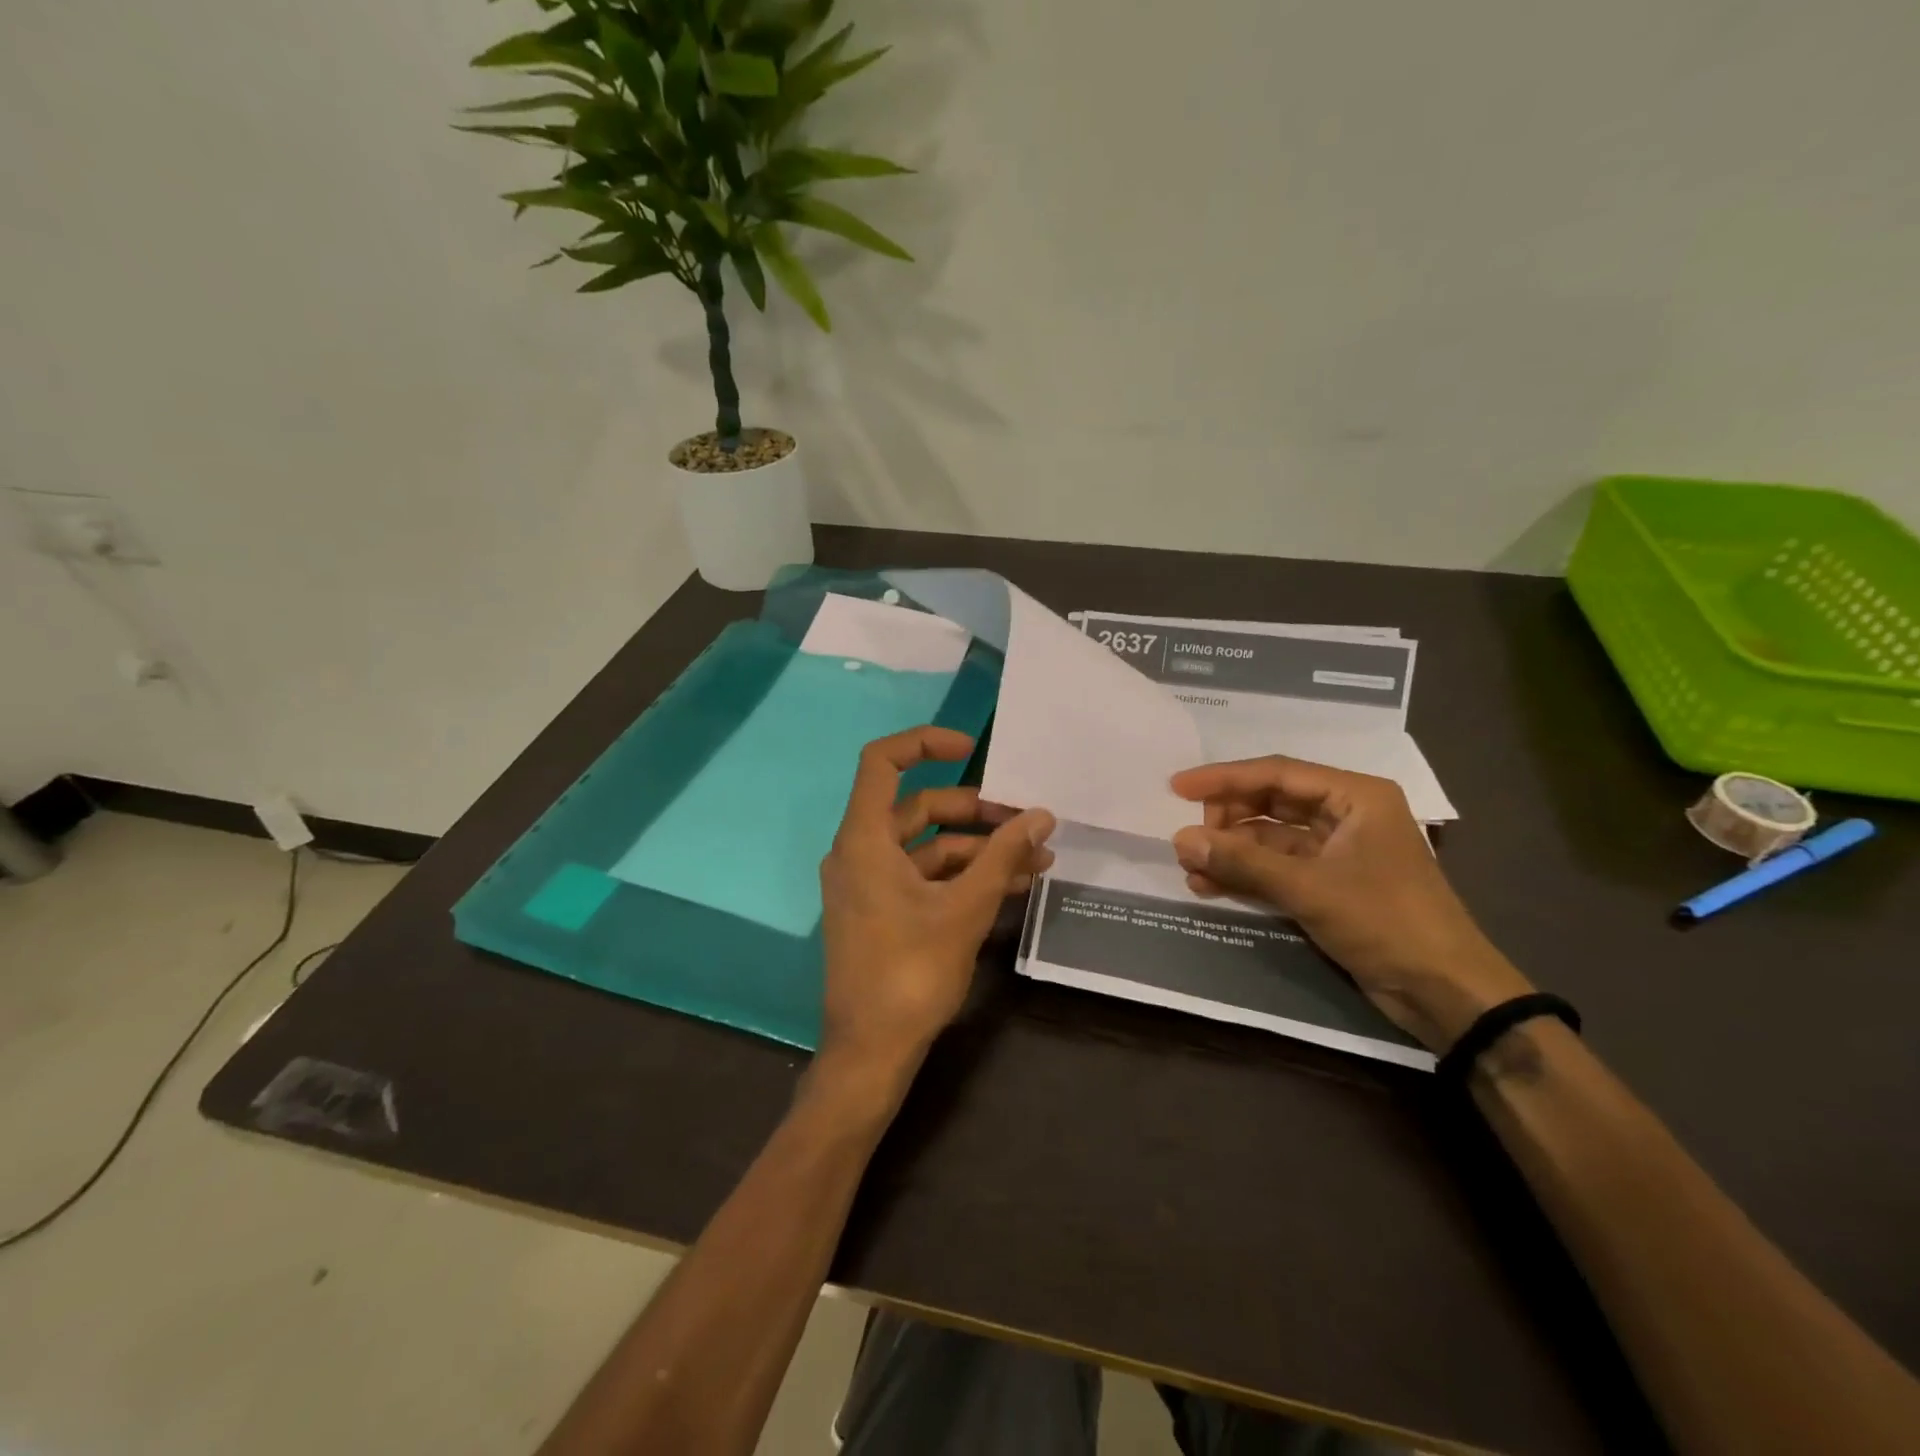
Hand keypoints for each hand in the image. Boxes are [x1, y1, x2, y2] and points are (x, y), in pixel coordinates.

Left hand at [818, 727, 1055, 1088]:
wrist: (871, 1053)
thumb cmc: (911, 973)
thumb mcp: (966, 908)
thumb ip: (1003, 855)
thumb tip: (1041, 814)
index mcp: (864, 839)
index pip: (882, 762)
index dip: (925, 743)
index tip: (971, 747)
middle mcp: (860, 851)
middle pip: (918, 806)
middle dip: (977, 811)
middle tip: (1027, 822)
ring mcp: (869, 882)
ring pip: (928, 844)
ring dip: (980, 848)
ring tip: (1037, 860)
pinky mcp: (882, 909)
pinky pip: (924, 875)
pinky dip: (964, 875)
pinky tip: (1012, 885)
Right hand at [1170, 756, 1531, 1050]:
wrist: (1446, 992)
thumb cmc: (1386, 922)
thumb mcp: (1309, 887)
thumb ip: (1242, 861)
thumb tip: (1180, 839)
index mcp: (1355, 796)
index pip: (1277, 773)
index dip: (1223, 778)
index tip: (1177, 788)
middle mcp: (1346, 814)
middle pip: (1271, 802)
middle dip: (1226, 819)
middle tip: (1187, 839)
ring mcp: (1338, 851)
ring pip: (1270, 838)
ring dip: (1231, 851)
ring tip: (1190, 868)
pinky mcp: (1331, 884)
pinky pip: (1277, 868)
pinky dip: (1246, 875)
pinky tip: (1211, 885)